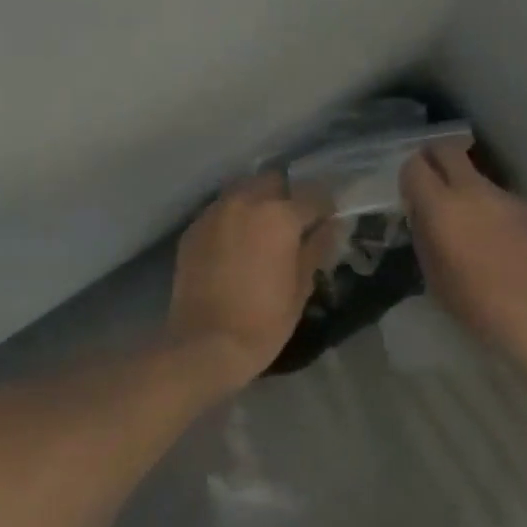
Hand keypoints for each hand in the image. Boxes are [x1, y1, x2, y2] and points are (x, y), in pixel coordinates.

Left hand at [167, 173, 335, 386]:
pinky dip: (232, 218)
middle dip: (287, 196)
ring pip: (243, 190)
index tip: (328, 222)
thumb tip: (332, 226)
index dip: (325, 208)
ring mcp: (215, 212)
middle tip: (292, 224)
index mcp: (279, 215)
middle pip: (273, 181)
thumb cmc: (263, 320)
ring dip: (257, 202)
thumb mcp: (301, 287)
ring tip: (262, 230)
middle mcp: (246, 201)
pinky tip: (235, 243)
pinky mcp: (193, 229)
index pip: (313, 195)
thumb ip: (317, 248)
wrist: (204, 344)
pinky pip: (220, 210)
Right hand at [401, 141, 526, 369]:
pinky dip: (489, 205)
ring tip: (466, 216)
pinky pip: (498, 195)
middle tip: (431, 180)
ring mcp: (504, 196)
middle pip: (447, 149)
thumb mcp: (432, 273)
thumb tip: (421, 212)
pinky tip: (495, 236)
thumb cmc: (475, 304)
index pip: (415, 165)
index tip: (410, 191)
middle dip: (435, 157)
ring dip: (464, 184)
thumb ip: (423, 233)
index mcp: (441, 206)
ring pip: (475, 173)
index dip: (409, 174)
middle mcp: (472, 190)